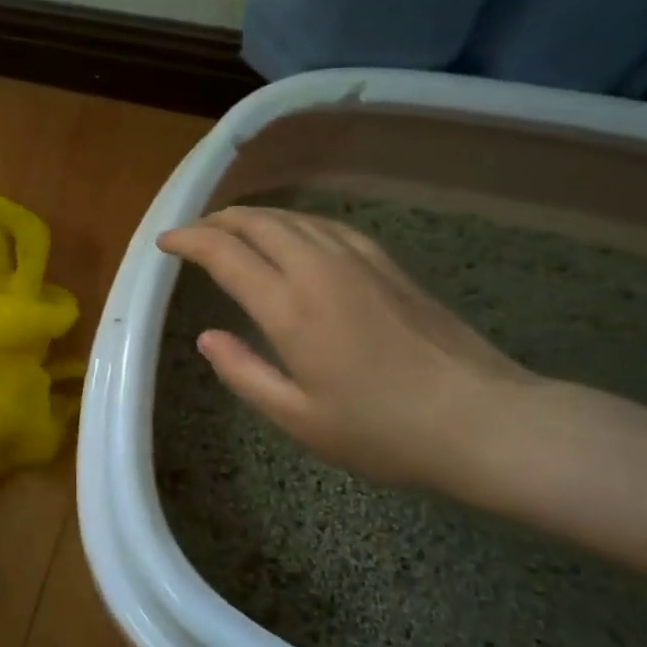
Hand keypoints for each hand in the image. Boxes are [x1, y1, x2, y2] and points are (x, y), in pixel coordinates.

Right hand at [157, 207, 539, 499]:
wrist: (481, 419)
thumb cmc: (382, 430)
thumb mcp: (299, 418)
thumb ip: (244, 373)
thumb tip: (206, 336)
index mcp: (289, 307)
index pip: (224, 253)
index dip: (189, 241)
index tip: (165, 243)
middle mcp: (318, 269)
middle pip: (257, 223)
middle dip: (217, 220)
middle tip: (193, 233)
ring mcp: (357, 260)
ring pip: (292, 218)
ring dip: (254, 216)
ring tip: (232, 227)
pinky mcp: (386, 263)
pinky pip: (326, 225)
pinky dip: (294, 222)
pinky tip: (293, 234)